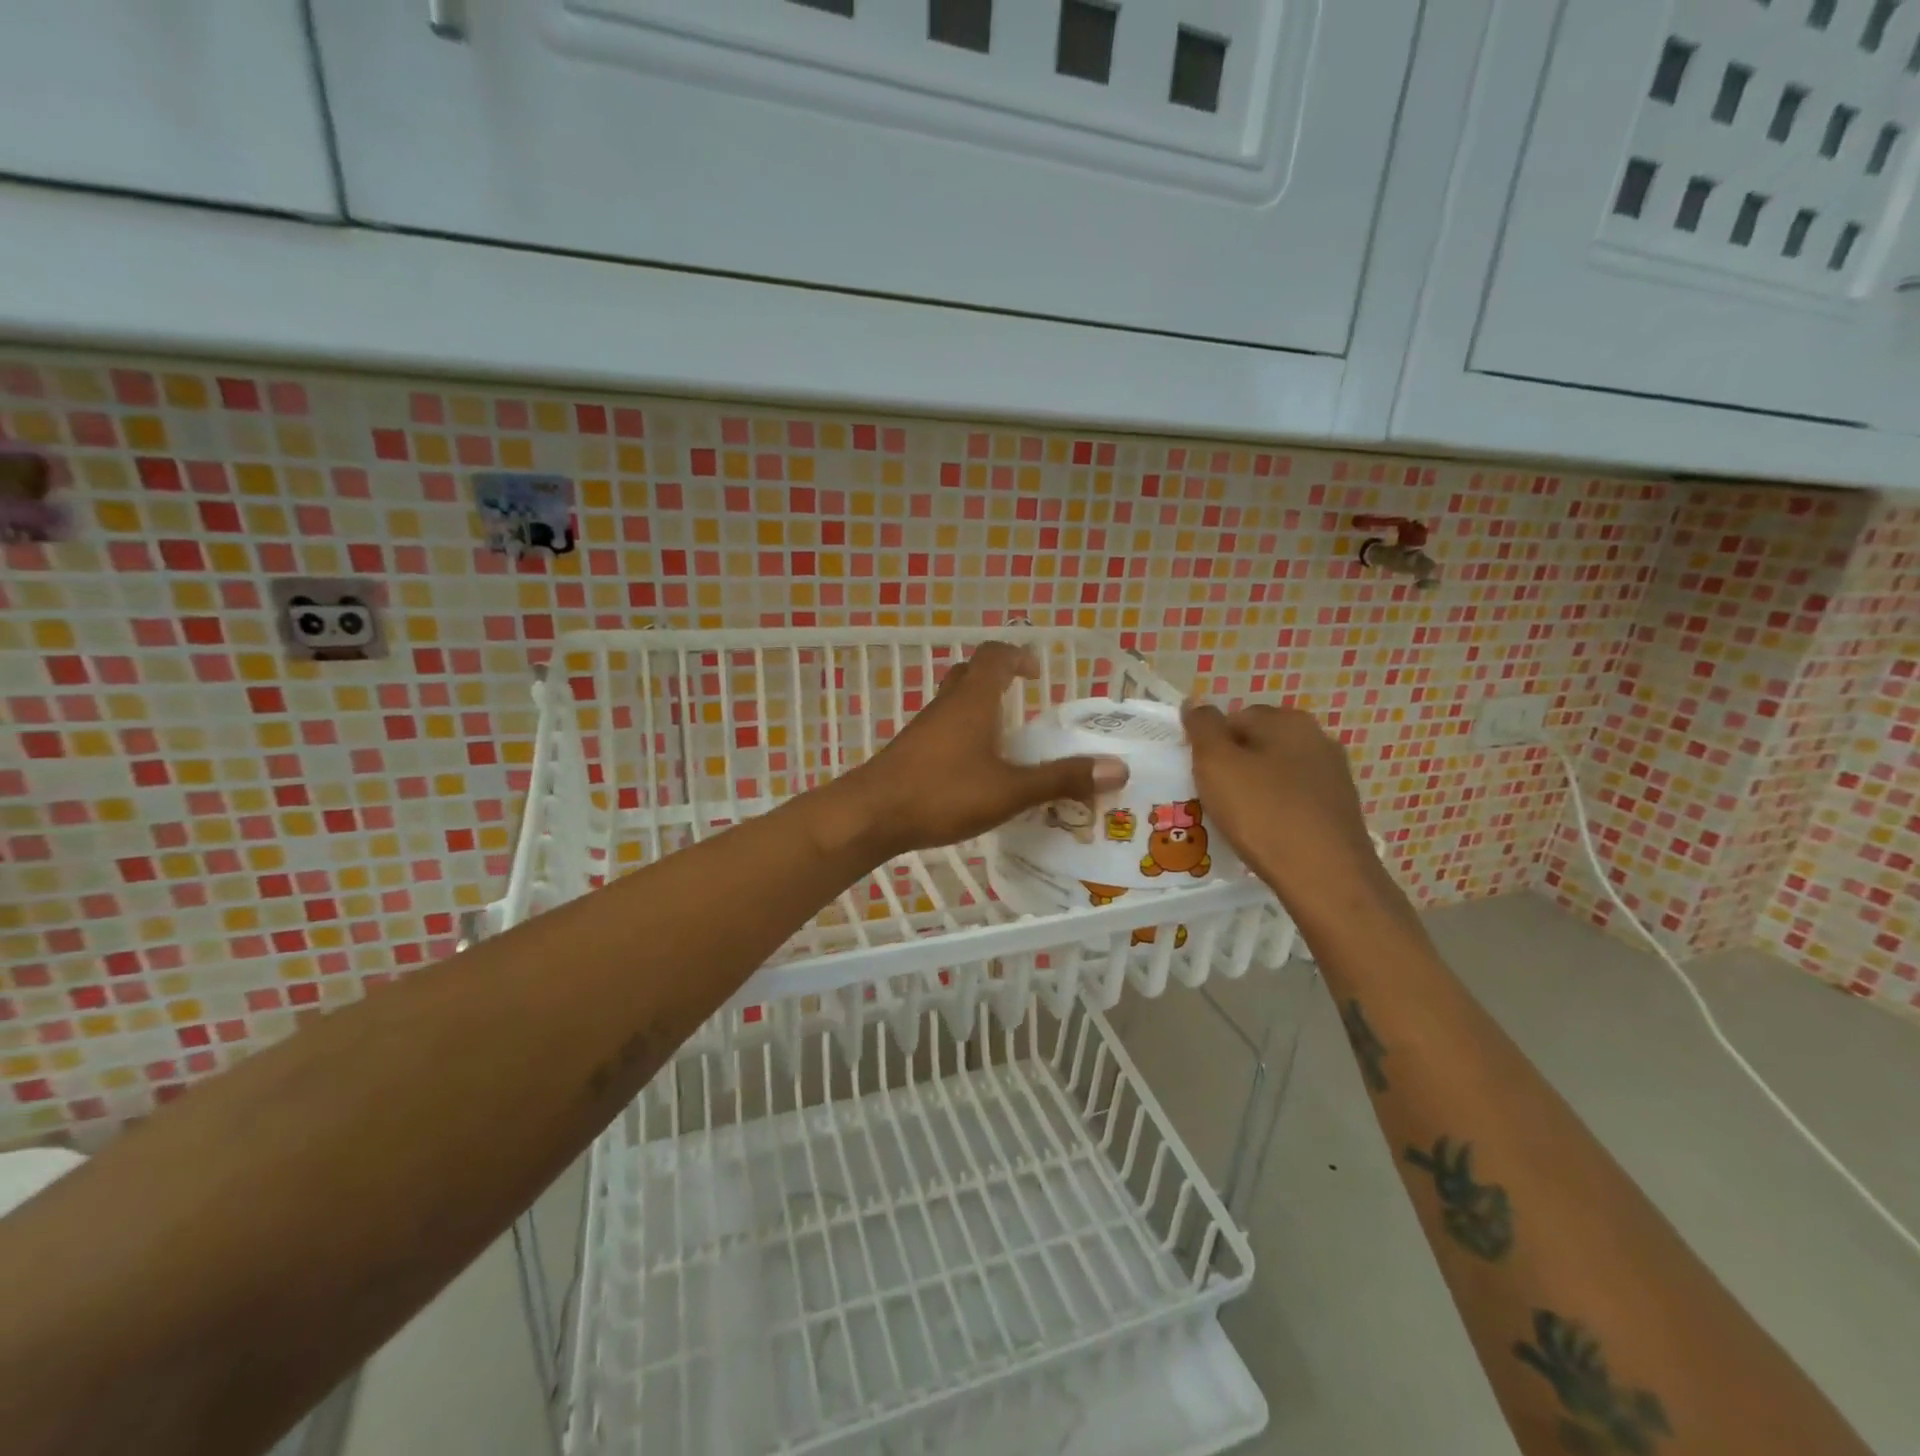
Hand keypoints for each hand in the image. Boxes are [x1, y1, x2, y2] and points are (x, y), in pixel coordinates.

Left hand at [831, 641, 1127, 857]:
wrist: (871, 815)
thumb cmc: (942, 793)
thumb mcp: (1009, 790)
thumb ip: (1061, 779)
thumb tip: (1118, 768)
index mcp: (973, 700)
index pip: (995, 655)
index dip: (1018, 656)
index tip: (1038, 673)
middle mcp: (947, 705)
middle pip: (971, 672)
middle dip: (998, 677)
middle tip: (1024, 699)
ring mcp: (924, 727)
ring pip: (954, 701)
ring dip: (980, 707)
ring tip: (1006, 737)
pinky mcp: (911, 751)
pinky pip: (943, 728)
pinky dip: (963, 733)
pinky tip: (975, 768)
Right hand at [1182, 702, 1389, 914]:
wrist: (1326, 876)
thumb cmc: (1264, 813)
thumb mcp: (1216, 763)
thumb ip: (1202, 727)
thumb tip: (1195, 703)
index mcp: (1287, 719)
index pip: (1233, 718)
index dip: (1209, 745)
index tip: (1198, 776)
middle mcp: (1317, 737)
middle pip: (1257, 744)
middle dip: (1233, 766)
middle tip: (1212, 798)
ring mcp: (1333, 774)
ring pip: (1276, 773)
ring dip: (1254, 790)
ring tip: (1237, 821)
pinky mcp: (1340, 808)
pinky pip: (1294, 799)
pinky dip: (1276, 811)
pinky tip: (1265, 835)